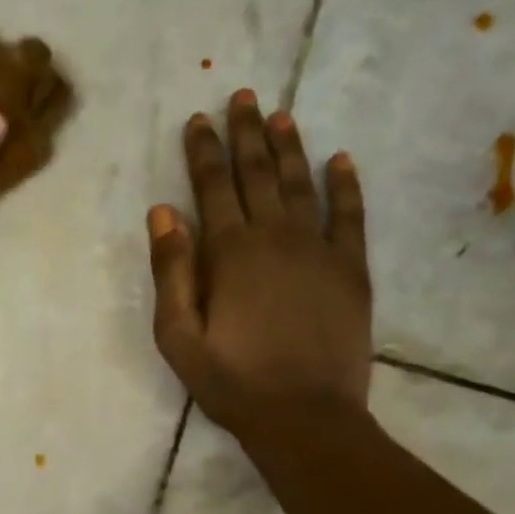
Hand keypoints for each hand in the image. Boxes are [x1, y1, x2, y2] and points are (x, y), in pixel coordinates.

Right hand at [147, 90, 372, 445]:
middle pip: (258, 173)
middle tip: (243, 96)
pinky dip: (346, 184)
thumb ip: (170, 272)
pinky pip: (350, 215)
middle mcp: (275, 237)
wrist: (305, 417)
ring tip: (281, 115)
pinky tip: (341, 159)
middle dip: (246, 133)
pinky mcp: (351, 269)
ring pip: (301, 184)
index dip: (203, 151)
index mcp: (229, 253)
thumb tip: (163, 212)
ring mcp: (319, 249)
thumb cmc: (232, 383)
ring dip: (289, 147)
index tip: (199, 119)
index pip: (212, 187)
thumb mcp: (179, 337)